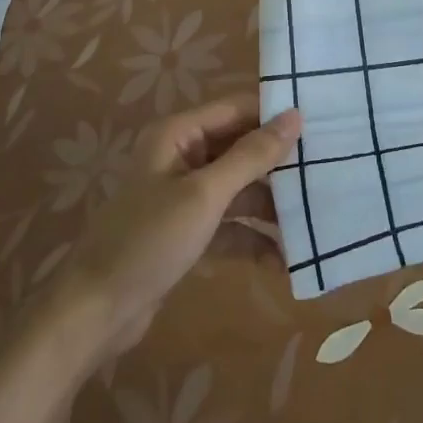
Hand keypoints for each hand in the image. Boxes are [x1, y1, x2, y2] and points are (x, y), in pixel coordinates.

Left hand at [49, 97, 302, 359]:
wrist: (94, 313)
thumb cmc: (149, 240)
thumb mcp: (205, 195)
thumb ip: (251, 156)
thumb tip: (295, 116)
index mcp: (179, 134)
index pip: (237, 109)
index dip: (275, 115)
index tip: (323, 123)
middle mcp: (182, 156)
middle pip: (241, 149)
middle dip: (279, 164)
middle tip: (328, 172)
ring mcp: (184, 196)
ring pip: (239, 189)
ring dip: (271, 206)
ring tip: (315, 220)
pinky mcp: (187, 232)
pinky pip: (230, 224)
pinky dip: (253, 238)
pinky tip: (285, 260)